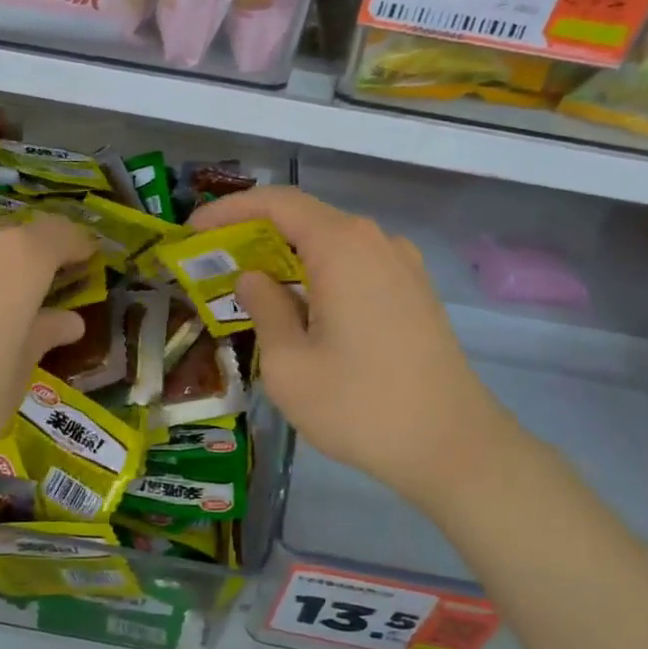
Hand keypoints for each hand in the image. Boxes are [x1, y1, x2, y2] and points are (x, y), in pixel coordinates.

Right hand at [189, 188, 511, 516]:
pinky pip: (356, 266)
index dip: (230, 210)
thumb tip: (254, 279)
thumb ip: (264, 308)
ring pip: (332, 243)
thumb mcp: (290, 364)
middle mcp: (377, 242)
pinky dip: (318, 274)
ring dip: (287, 256)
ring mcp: (403, 266)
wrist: (454, 446)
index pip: (278, 202)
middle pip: (306, 218)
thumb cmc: (360, 406)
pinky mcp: (415, 293)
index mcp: (343, 247)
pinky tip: (300, 308)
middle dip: (255, 234)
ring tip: (250, 287)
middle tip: (214, 262)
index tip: (194, 232)